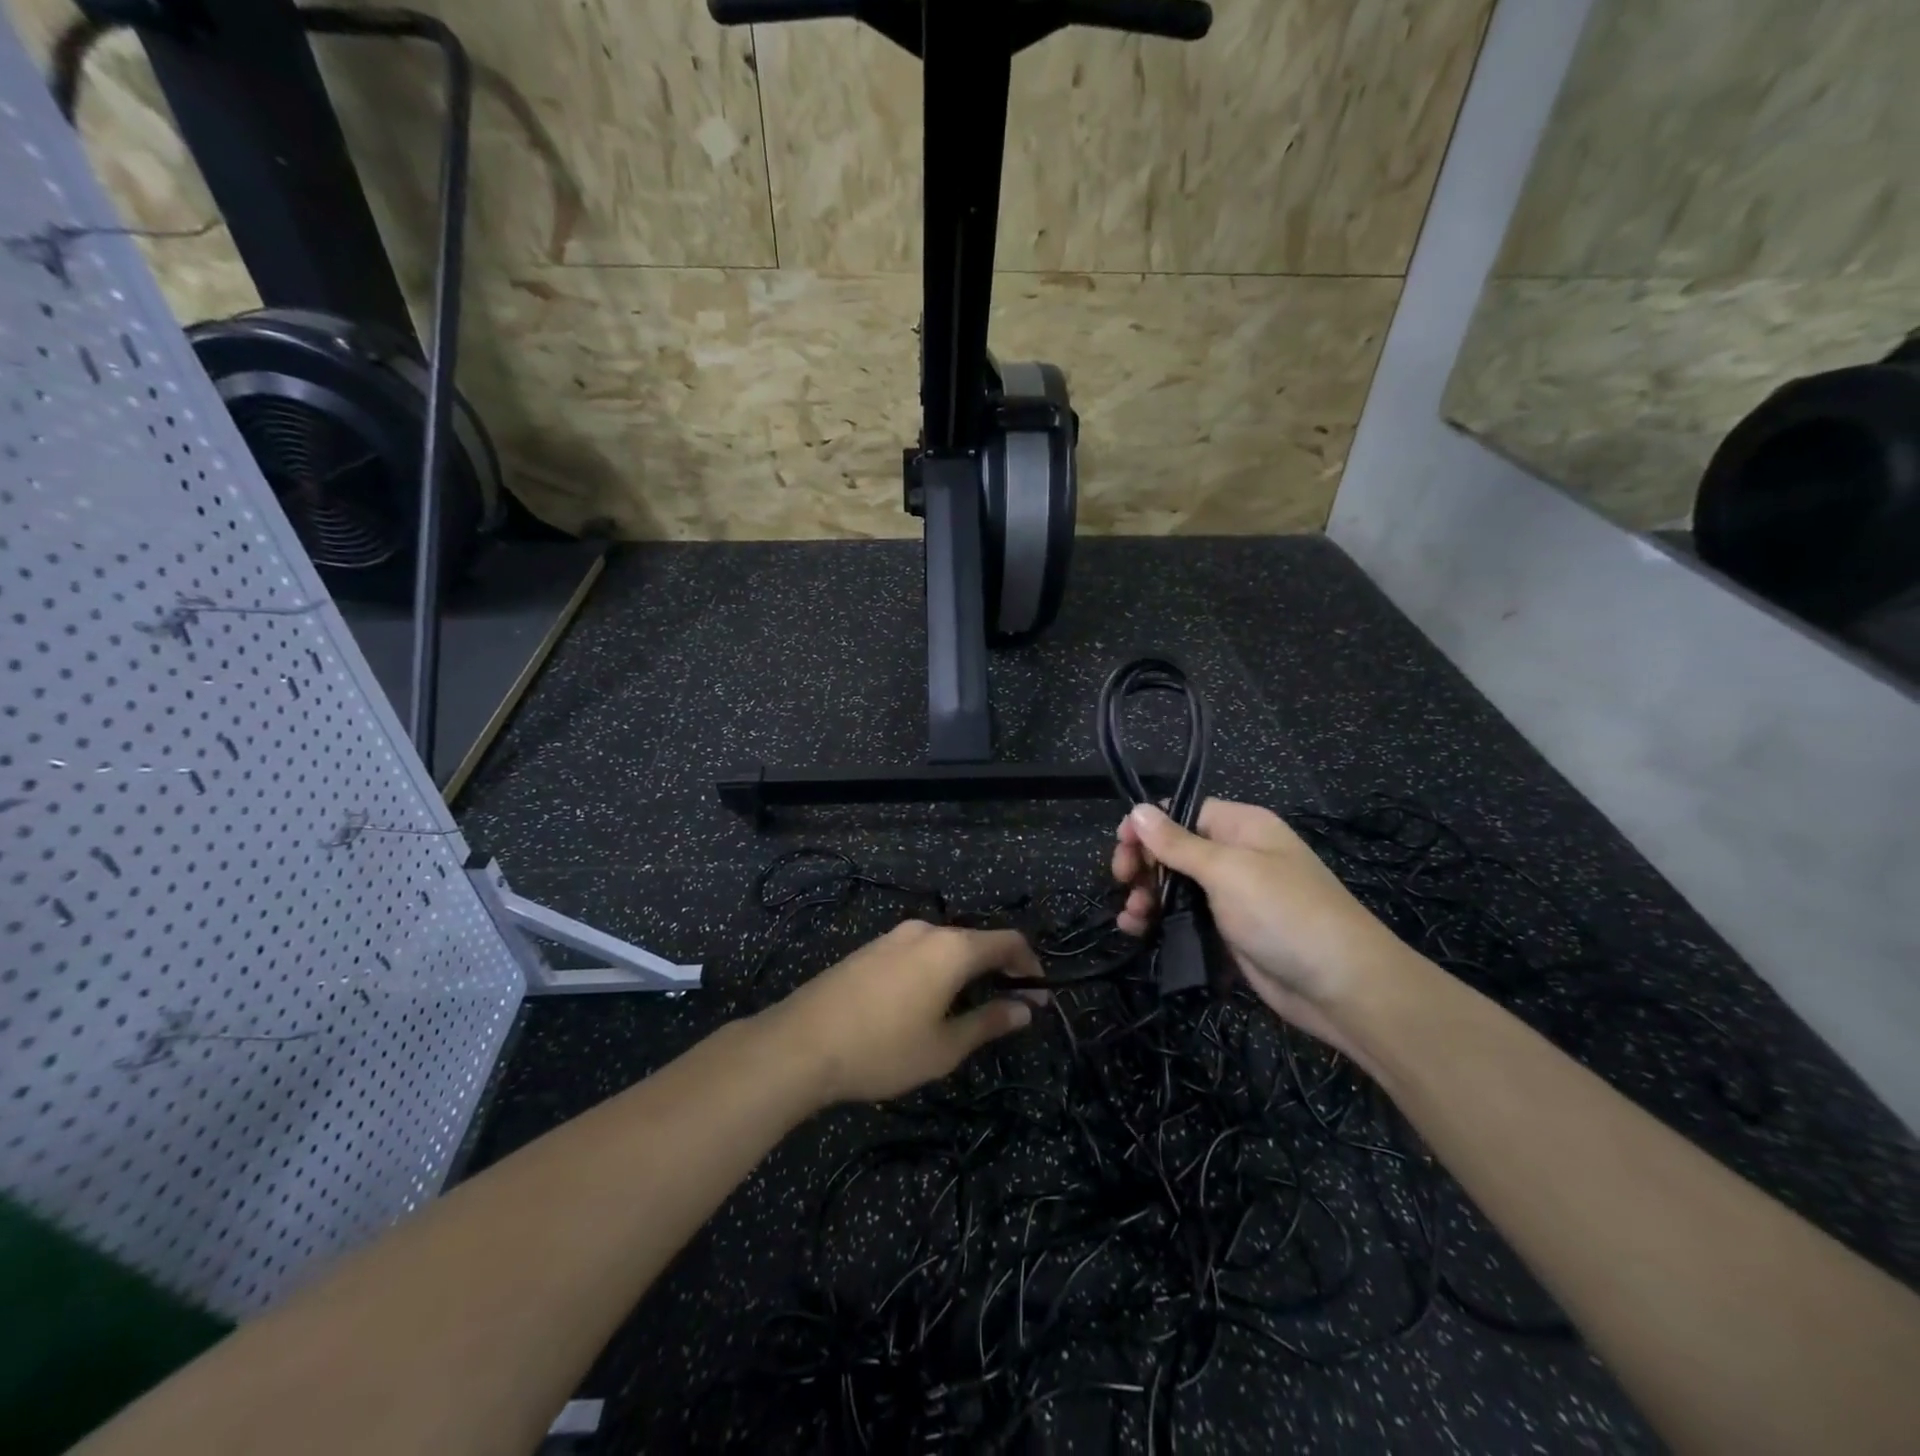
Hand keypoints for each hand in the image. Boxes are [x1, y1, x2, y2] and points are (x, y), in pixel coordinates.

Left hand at [760, 920, 1044, 1104]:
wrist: (801, 1043)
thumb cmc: (882, 1049)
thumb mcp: (944, 1047)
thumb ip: (988, 1023)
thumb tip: (1025, 1009)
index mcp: (952, 948)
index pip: (1008, 941)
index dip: (1030, 965)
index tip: (1039, 996)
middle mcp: (926, 930)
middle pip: (976, 940)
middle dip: (998, 969)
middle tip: (1008, 1006)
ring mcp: (894, 936)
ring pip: (945, 946)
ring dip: (966, 970)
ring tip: (969, 1008)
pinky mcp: (870, 948)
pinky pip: (918, 951)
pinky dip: (937, 969)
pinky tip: (927, 1001)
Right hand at [1113, 800, 1416, 1056]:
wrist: (1342, 987)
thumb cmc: (1284, 913)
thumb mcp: (1227, 871)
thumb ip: (1177, 843)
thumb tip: (1137, 808)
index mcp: (1241, 827)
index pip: (1182, 813)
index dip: (1148, 827)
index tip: (1121, 849)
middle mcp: (1236, 856)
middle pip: (1173, 850)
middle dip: (1143, 865)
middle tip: (1122, 884)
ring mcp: (1233, 897)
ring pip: (1175, 887)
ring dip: (1146, 897)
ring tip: (1131, 918)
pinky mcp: (1229, 933)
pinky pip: (1185, 919)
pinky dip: (1160, 922)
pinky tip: (1138, 931)